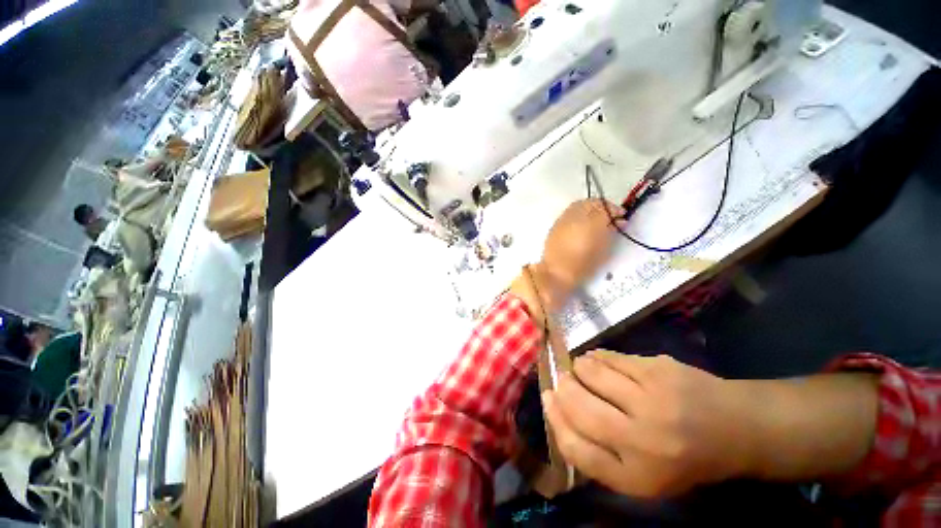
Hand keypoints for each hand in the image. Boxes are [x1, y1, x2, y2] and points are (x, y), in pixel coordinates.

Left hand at [509, 199, 622, 319]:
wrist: (556, 273)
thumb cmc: (583, 265)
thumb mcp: (603, 249)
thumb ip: (610, 231)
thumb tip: (616, 221)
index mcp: (590, 223)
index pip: (606, 208)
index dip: (615, 211)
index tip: (621, 218)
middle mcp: (575, 217)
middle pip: (591, 203)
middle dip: (602, 207)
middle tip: (609, 217)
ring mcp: (563, 219)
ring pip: (579, 206)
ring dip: (590, 209)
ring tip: (596, 220)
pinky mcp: (555, 225)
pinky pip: (569, 213)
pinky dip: (578, 215)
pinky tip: (582, 225)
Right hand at [542, 351, 752, 497]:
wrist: (737, 429)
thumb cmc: (684, 458)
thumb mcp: (641, 475)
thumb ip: (599, 454)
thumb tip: (557, 411)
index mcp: (636, 476)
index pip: (574, 447)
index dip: (554, 418)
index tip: (547, 398)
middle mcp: (642, 440)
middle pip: (578, 405)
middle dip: (563, 387)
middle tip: (563, 380)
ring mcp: (651, 400)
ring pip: (590, 372)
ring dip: (579, 368)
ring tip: (583, 369)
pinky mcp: (658, 369)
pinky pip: (609, 357)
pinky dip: (597, 357)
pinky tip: (598, 360)